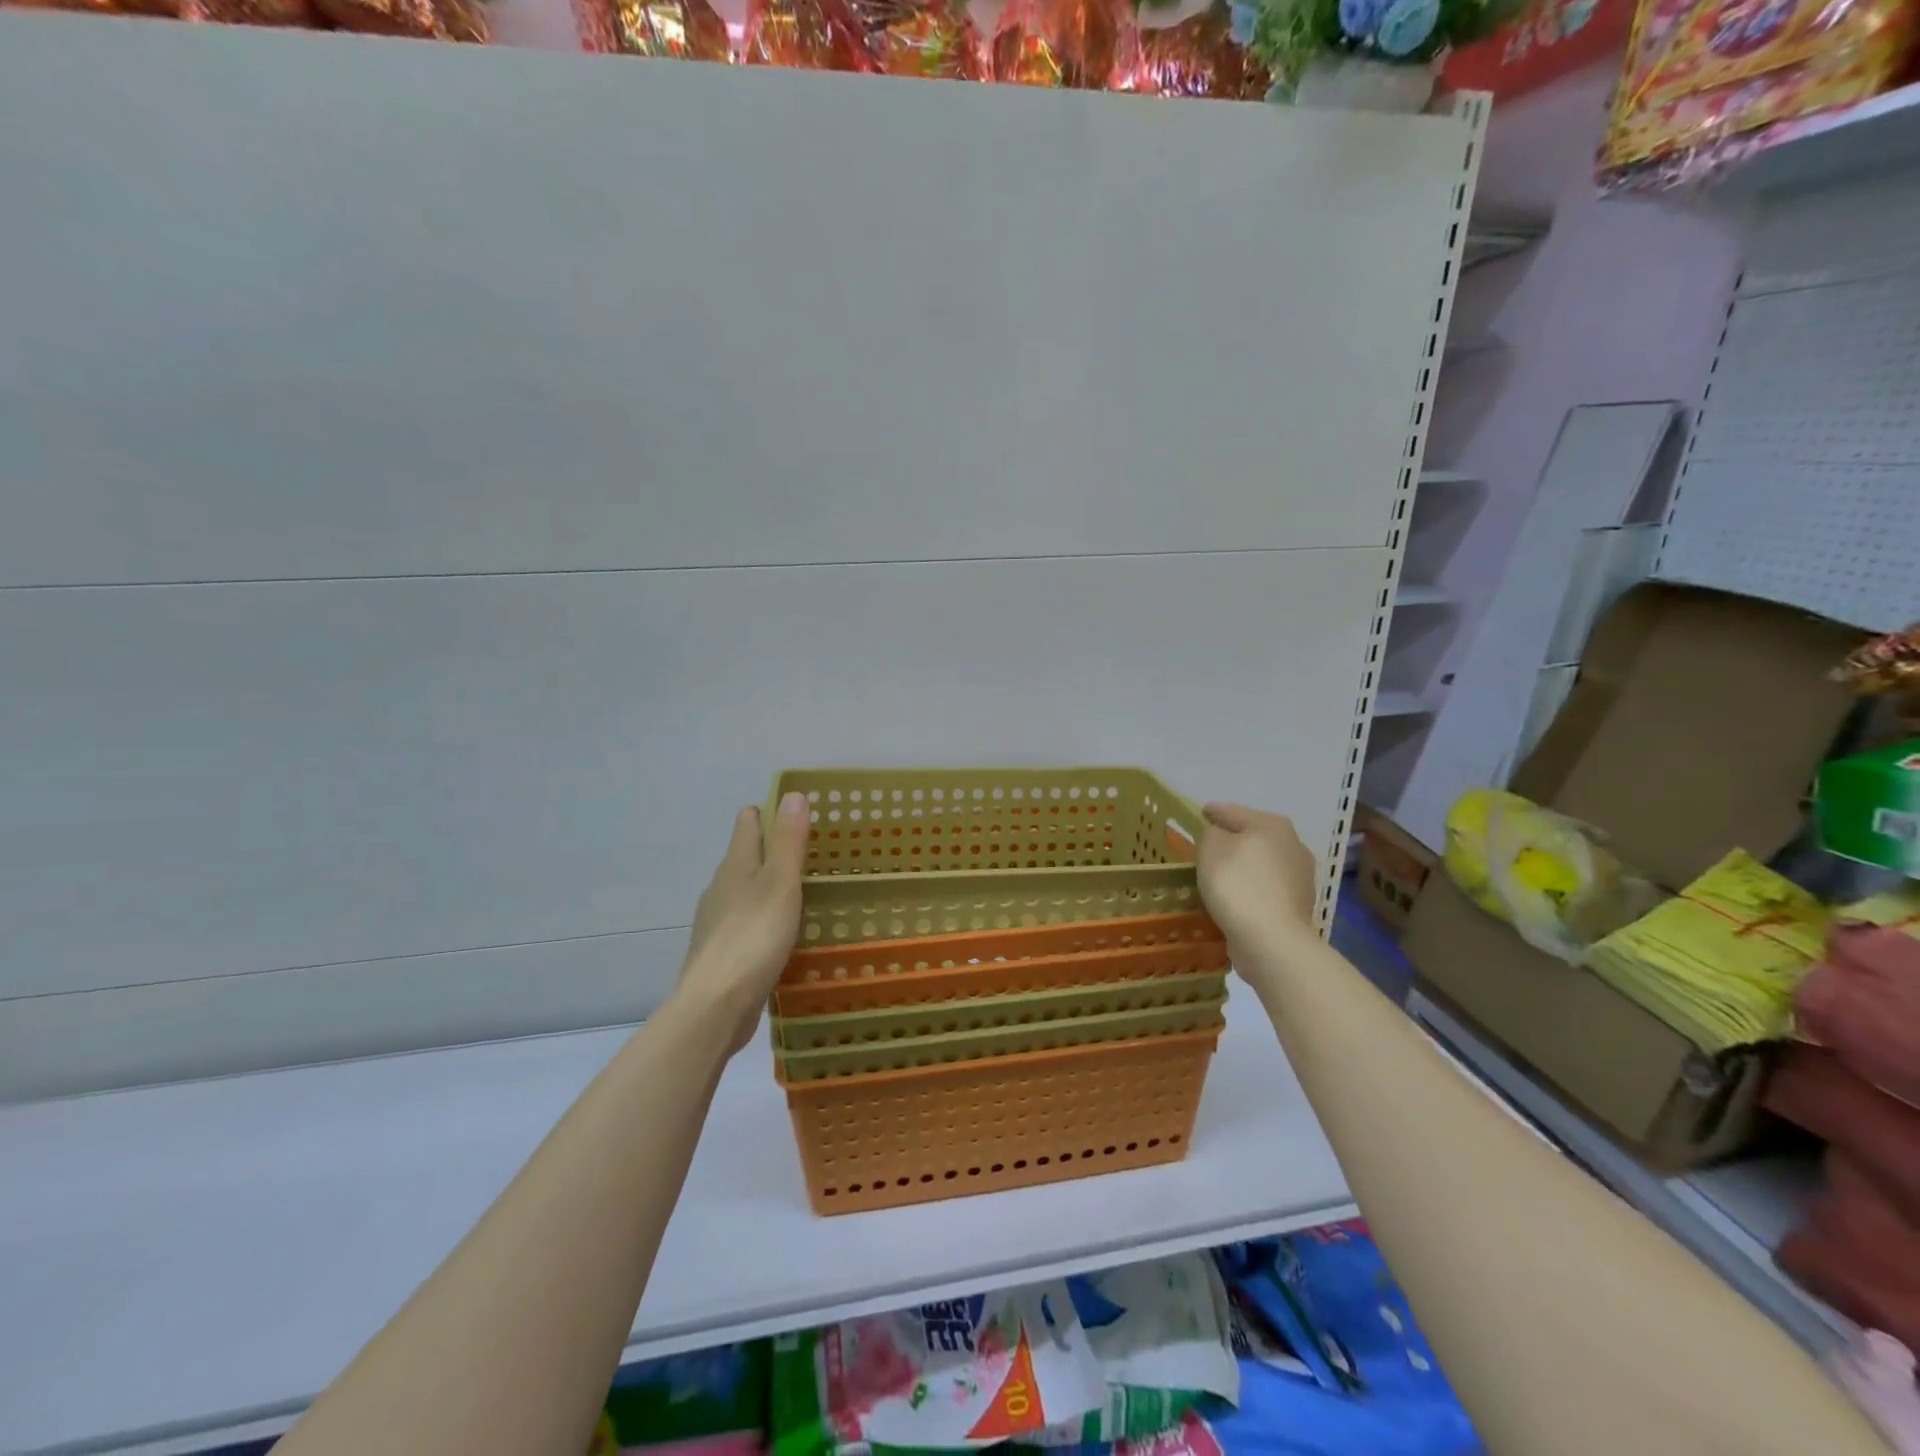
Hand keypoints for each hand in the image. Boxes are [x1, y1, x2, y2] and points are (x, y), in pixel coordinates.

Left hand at [676, 792, 809, 1054]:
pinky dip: (764, 919)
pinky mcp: (722, 952)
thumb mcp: (780, 884)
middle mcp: (721, 887)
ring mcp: (717, 921)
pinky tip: (783, 935)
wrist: (716, 1005)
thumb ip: (788, 841)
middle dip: (774, 850)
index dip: (770, 812)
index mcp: (736, 865)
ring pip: (745, 891)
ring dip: (769, 887)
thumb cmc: (753, 937)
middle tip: (812, 854)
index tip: (799, 815)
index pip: (748, 822)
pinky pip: (746, 923)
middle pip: (746, 856)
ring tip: (804, 893)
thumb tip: (792, 794)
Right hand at [1197, 802, 1319, 952]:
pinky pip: (1266, 888)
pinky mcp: (1299, 905)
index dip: (1214, 811)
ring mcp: (1301, 877)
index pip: (1234, 812)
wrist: (1272, 940)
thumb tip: (1221, 837)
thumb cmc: (1238, 884)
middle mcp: (1293, 844)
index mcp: (1272, 825)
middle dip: (1232, 840)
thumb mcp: (1211, 848)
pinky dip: (1252, 889)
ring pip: (1262, 863)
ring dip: (1244, 866)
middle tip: (1208, 846)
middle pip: (1253, 836)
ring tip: (1221, 875)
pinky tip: (1237, 897)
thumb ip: (1212, 833)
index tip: (1202, 812)